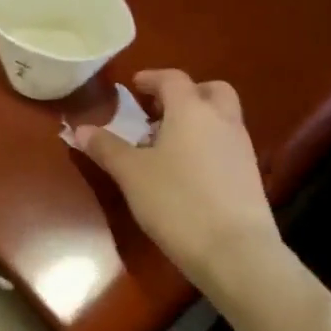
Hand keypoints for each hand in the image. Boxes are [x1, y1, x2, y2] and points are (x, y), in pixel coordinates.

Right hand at [75, 69, 278, 288]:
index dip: (152, 78)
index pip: (173, 79)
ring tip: (167, 146)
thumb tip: (80, 129)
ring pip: (222, 118)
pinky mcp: (251, 176)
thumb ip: (106, 148)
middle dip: (186, 93)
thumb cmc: (177, 202)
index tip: (134, 85)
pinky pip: (227, 144)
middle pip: (210, 90)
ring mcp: (241, 148)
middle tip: (160, 111)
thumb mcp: (131, 174)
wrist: (236, 252)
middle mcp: (221, 121)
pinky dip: (208, 145)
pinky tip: (187, 172)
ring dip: (197, 120)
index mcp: (191, 110)